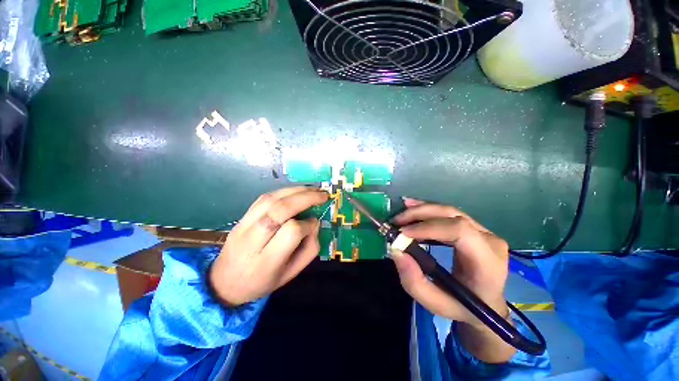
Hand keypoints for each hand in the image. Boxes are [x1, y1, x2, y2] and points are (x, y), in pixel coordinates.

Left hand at [209, 187, 327, 306]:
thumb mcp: (291, 274)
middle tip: (322, 194)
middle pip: (280, 209)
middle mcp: (252, 240)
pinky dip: (282, 191)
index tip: (315, 223)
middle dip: (306, 198)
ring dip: (295, 190)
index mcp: (266, 261)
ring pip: (271, 199)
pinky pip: (263, 198)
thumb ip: (309, 249)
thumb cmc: (262, 282)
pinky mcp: (241, 217)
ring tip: (312, 189)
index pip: (291, 232)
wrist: (224, 283)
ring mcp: (243, 225)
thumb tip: (314, 223)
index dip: (307, 225)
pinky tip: (295, 191)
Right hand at [390, 197, 513, 361]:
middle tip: (396, 221)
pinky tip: (412, 208)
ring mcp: (483, 231)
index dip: (428, 227)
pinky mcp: (474, 228)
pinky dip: (427, 210)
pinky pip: (448, 213)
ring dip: (421, 209)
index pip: (459, 231)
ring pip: (448, 211)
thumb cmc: (463, 307)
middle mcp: (489, 240)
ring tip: (400, 214)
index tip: (403, 233)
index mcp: (487, 262)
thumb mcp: (435, 303)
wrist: (486, 304)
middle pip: (452, 215)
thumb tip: (397, 251)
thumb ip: (414, 281)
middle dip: (420, 214)